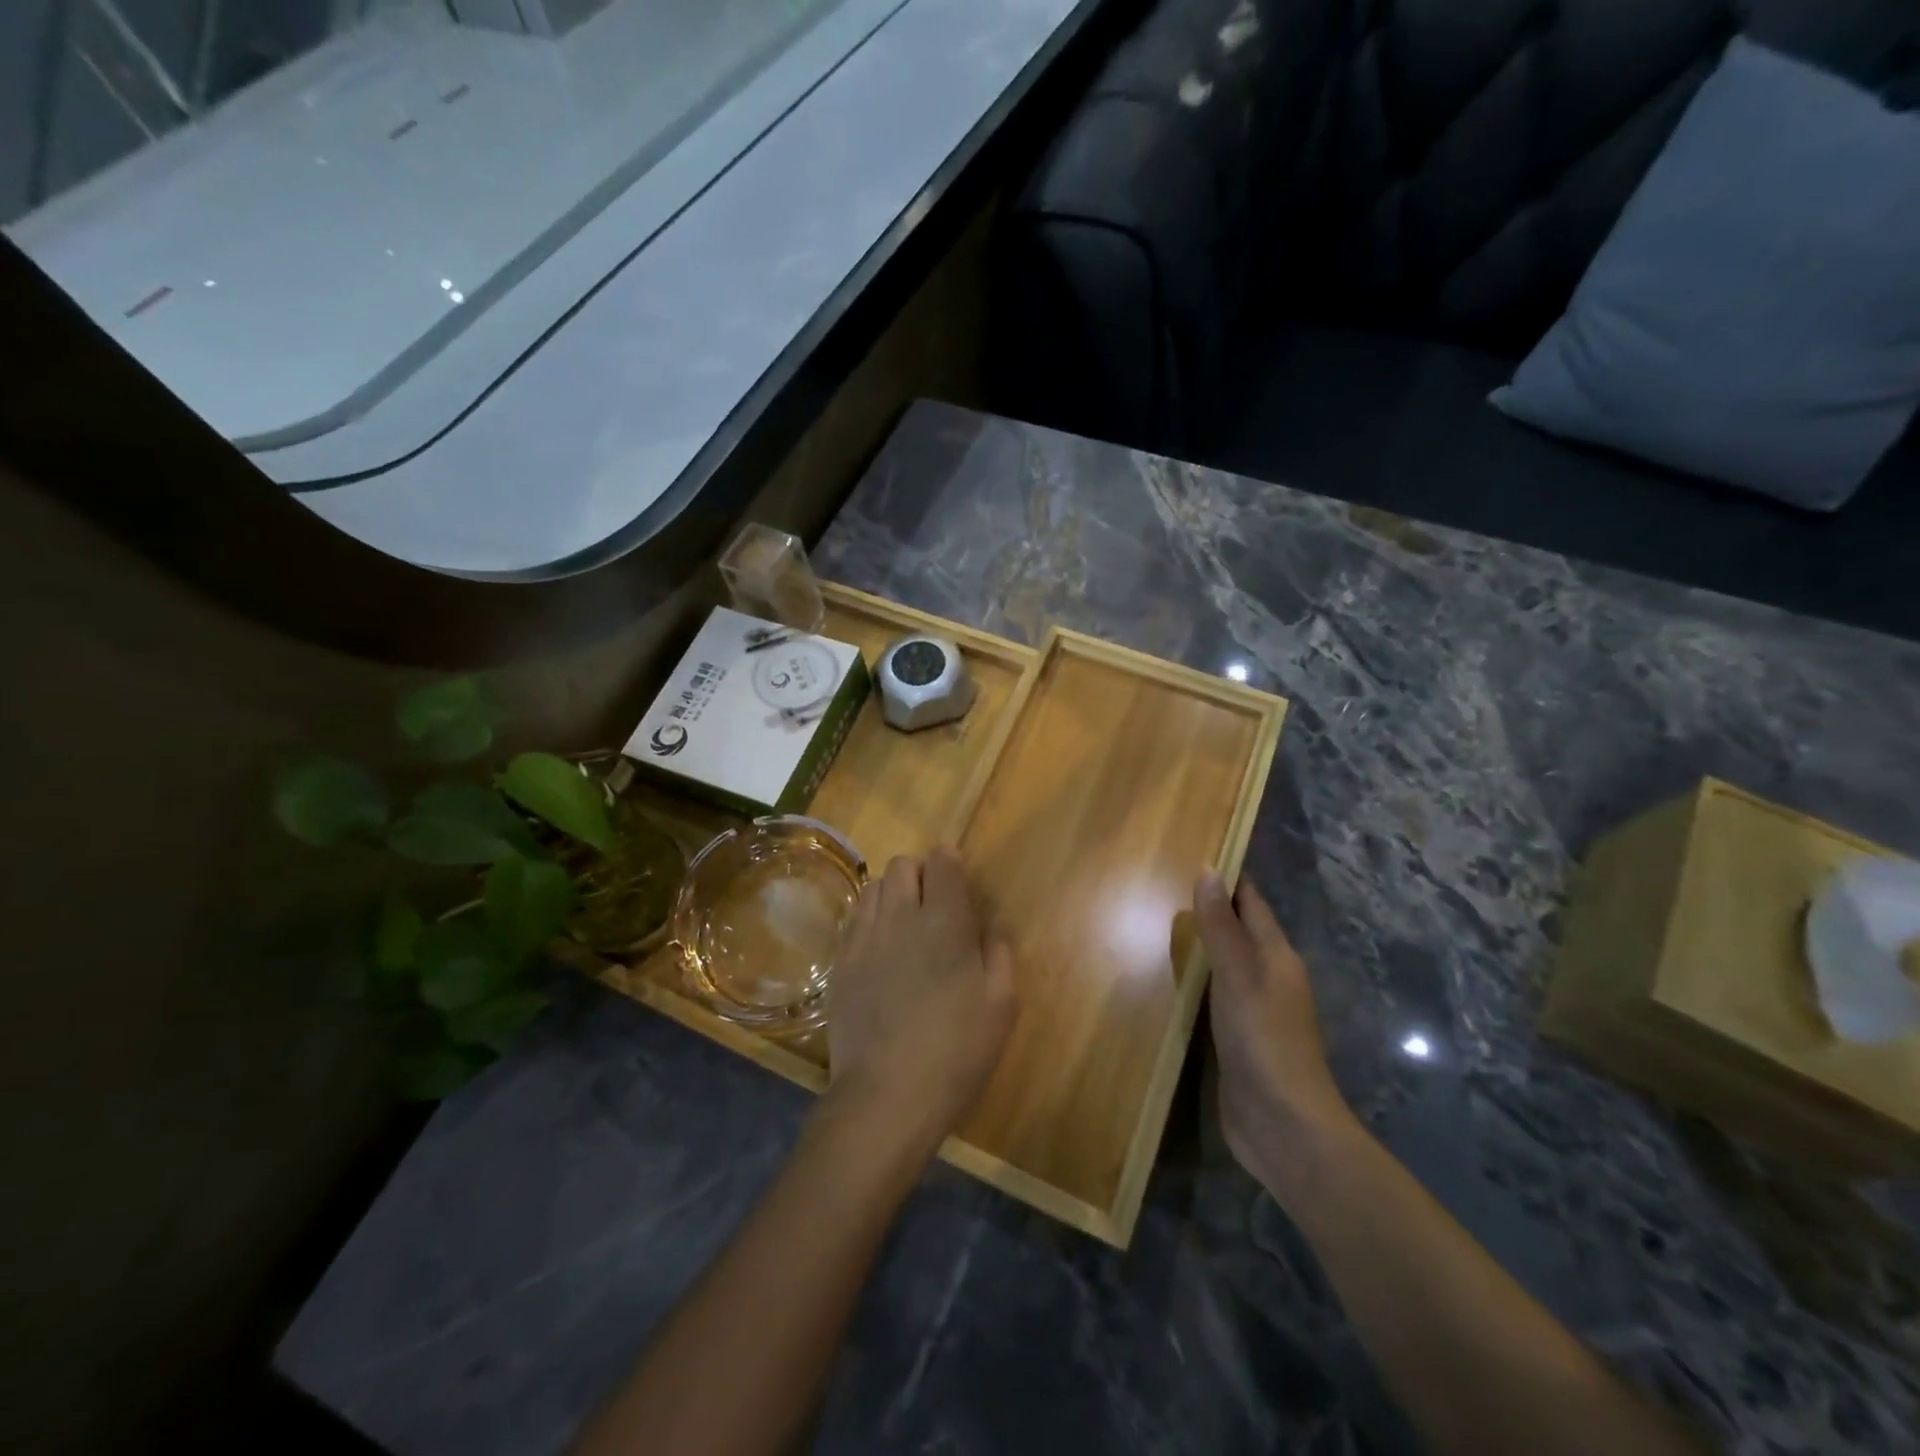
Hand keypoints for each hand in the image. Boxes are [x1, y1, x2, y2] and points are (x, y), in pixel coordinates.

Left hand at [824, 848, 1017, 1150]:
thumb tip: (992, 924)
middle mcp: (900, 917)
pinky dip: (869, 919)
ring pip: (873, 886)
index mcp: (945, 921)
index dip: (950, 862)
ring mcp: (864, 938)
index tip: (957, 879)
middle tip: (933, 905)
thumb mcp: (1001, 1005)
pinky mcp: (840, 962)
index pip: (942, 862)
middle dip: (920, 874)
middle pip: (902, 865)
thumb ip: (999, 953)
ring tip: (904, 925)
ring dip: (891, 894)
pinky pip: (854, 919)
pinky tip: (880, 949)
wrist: (887, 1095)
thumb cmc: (956, 1051)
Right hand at [1195, 871, 1353, 1193]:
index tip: (1197, 851)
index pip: (1252, 903)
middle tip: (1165, 883)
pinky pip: (1214, 995)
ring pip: (1226, 963)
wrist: (1284, 1126)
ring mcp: (1254, 1010)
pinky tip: (1171, 979)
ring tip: (1161, 922)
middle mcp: (1269, 977)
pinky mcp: (1237, 1039)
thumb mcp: (1238, 976)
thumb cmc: (1263, 1040)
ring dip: (1201, 944)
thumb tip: (1208, 870)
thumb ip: (1220, 927)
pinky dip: (1195, 980)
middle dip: (1211, 907)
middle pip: (1239, 930)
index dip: (1229, 878)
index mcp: (1276, 956)